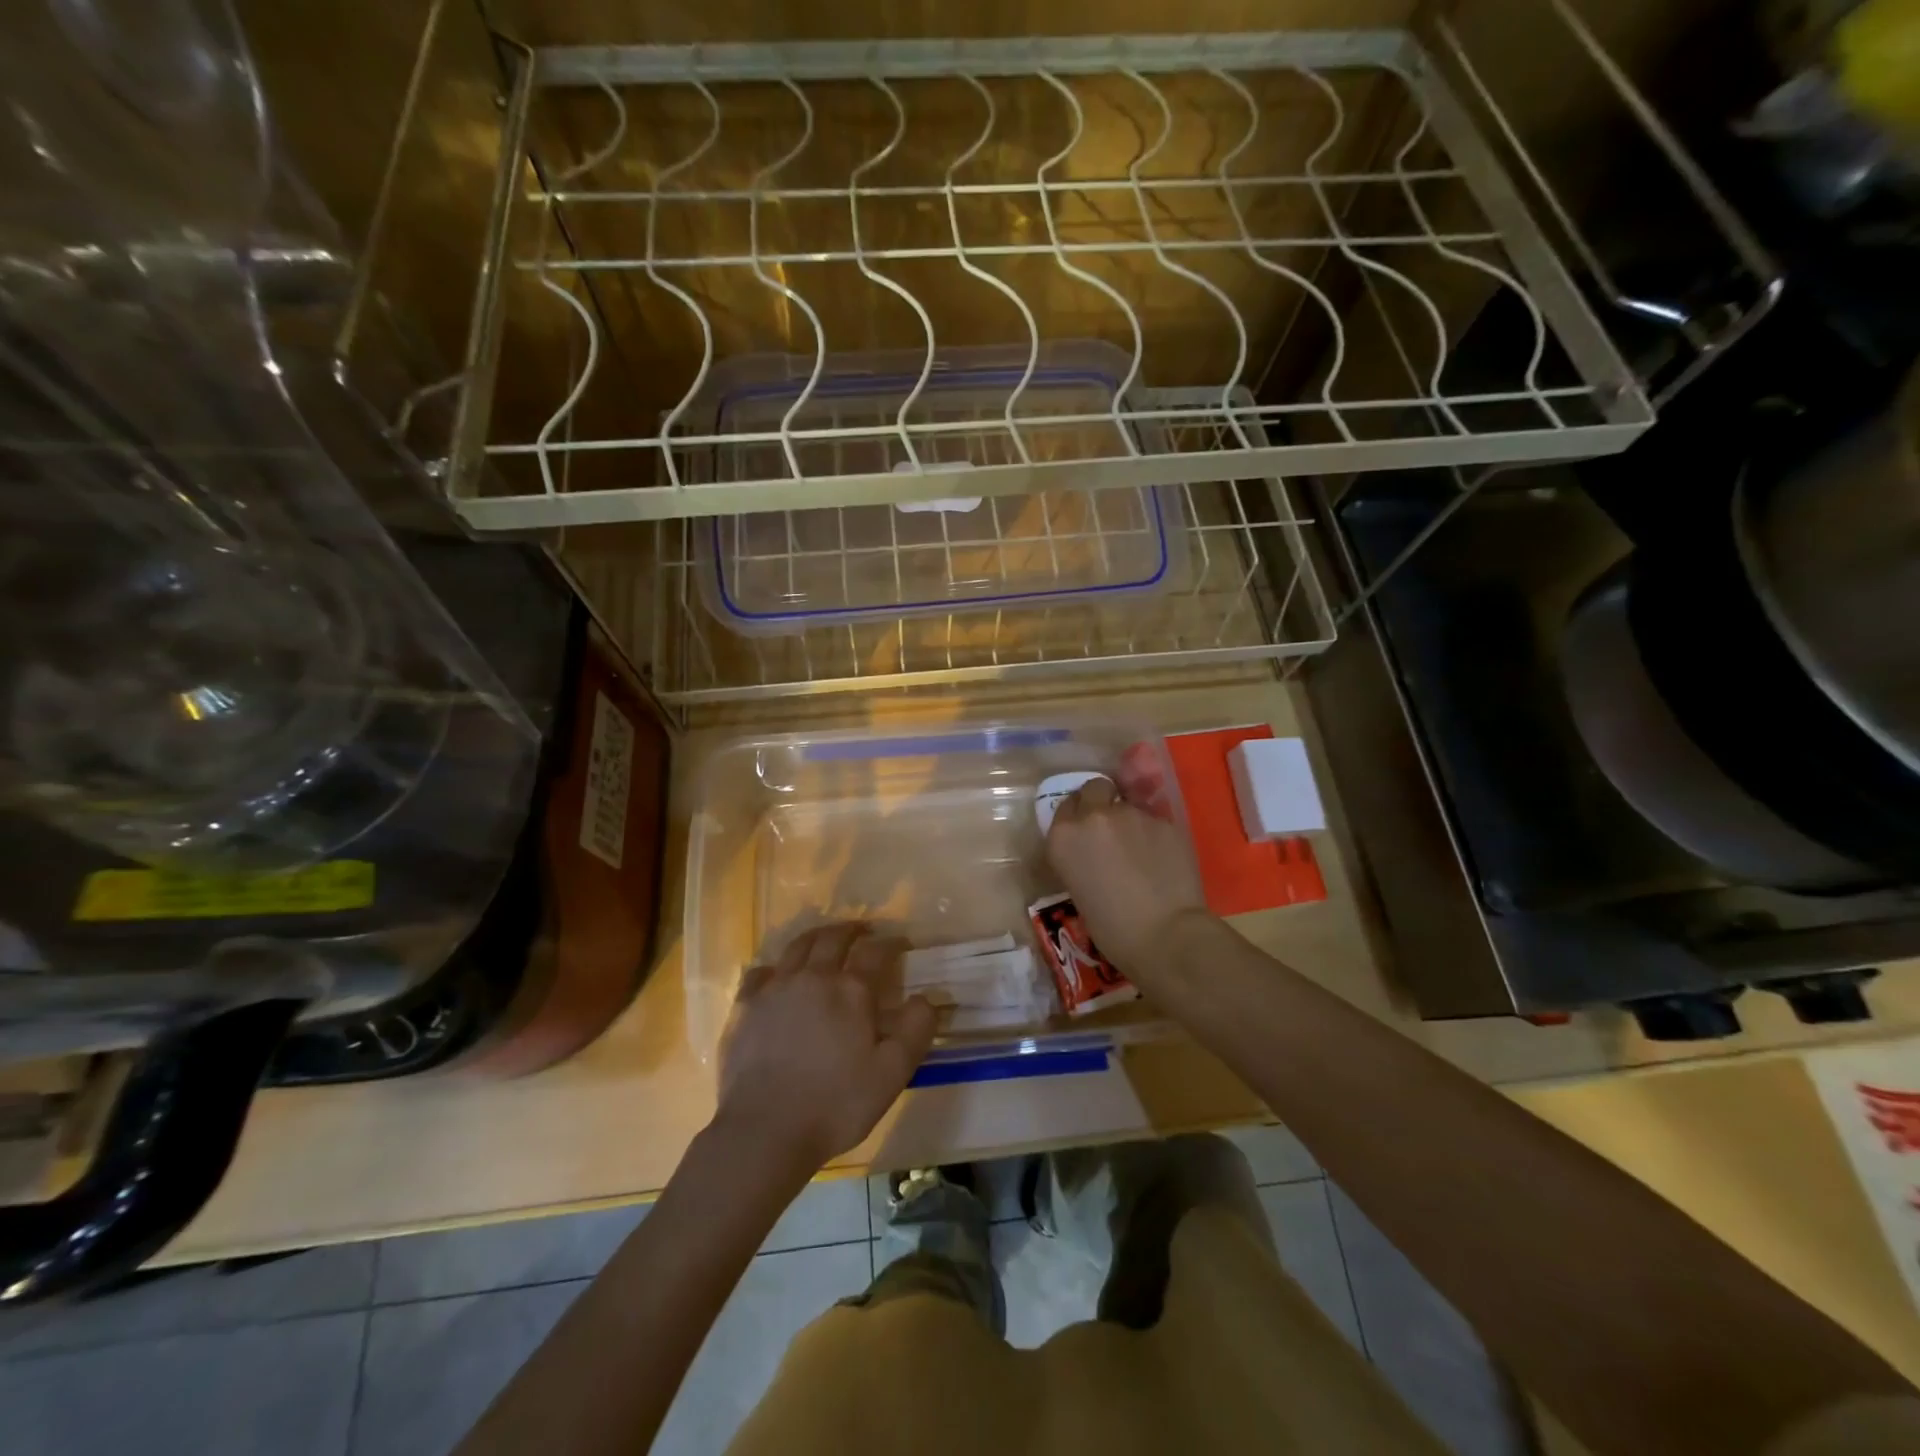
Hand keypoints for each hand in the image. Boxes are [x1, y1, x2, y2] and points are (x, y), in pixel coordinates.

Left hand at [716, 923, 936, 1171]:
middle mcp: (813, 976)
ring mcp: (775, 988)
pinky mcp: (745, 1007)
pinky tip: (779, 976)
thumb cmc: (836, 1104)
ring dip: (817, 937)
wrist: (764, 1130)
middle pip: (833, 937)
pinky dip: (776, 967)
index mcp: (851, 990)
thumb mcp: (892, 1074)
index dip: (891, 942)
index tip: (901, 943)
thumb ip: (916, 1030)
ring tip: (825, 941)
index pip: (876, 951)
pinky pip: (761, 972)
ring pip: (797, 946)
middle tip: (863, 931)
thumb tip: (927, 997)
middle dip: (852, 929)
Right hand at [1045, 777, 1209, 985]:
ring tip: (1141, 852)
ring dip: (1130, 821)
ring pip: (1129, 805)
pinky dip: (1155, 835)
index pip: (1065, 804)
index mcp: (1064, 836)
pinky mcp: (1165, 821)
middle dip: (1101, 800)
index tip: (1085, 831)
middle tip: (1110, 827)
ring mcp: (1132, 815)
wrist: (1164, 935)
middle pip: (1095, 788)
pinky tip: (1163, 860)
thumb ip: (1081, 856)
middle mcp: (1094, 816)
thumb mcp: (1078, 888)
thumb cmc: (1111, 928)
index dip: (1077, 815)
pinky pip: (1154, 822)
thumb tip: (1094, 851)